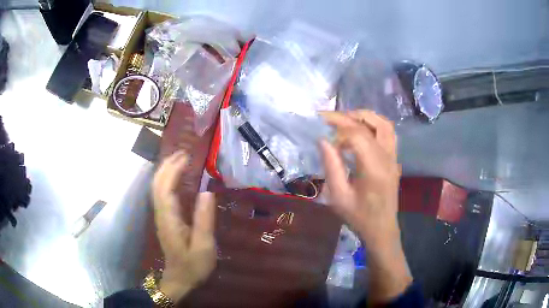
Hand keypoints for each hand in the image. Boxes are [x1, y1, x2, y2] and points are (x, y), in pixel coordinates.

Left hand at [152, 151, 215, 302]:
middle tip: (184, 152)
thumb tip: (206, 191)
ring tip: (180, 159)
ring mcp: (160, 216)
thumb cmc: (193, 266)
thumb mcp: (204, 246)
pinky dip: (167, 180)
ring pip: (156, 187)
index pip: (166, 187)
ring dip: (165, 170)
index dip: (174, 169)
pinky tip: (176, 177)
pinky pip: (161, 193)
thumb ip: (204, 219)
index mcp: (169, 219)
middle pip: (157, 183)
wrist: (178, 280)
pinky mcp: (164, 218)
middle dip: (167, 164)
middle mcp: (161, 213)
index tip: (187, 156)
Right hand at [320, 110, 411, 303]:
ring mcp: (394, 157)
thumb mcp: (338, 197)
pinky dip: (373, 125)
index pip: (358, 135)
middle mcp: (387, 158)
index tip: (322, 132)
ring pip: (384, 125)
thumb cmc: (359, 217)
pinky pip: (388, 133)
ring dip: (365, 118)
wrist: (381, 229)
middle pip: (373, 124)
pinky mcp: (394, 159)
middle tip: (329, 119)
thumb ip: (331, 166)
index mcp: (374, 168)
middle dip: (349, 117)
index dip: (338, 128)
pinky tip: (360, 132)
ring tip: (345, 121)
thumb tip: (323, 139)